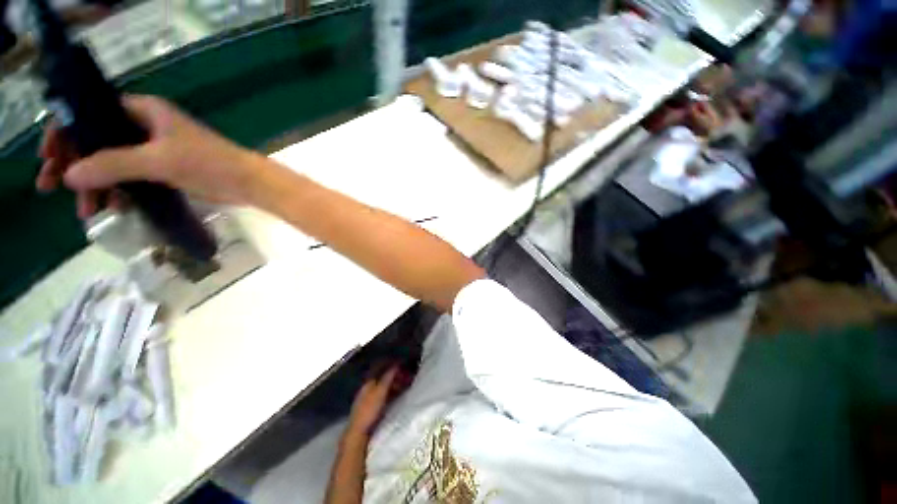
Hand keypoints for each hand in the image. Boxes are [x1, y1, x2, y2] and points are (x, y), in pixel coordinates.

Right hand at [37, 95, 267, 217]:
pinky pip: (130, 178)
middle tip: (49, 188)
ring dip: (95, 185)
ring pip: (111, 163)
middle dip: (73, 163)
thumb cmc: (209, 164)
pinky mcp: (164, 169)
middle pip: (96, 140)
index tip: (47, 157)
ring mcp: (154, 149)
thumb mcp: (158, 160)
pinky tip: (112, 209)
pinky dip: (118, 192)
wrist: (249, 183)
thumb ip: (113, 165)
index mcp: (142, 111)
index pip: (90, 113)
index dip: (65, 132)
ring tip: (85, 211)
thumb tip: (70, 175)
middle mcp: (145, 126)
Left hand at [346, 366, 399, 438]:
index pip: (380, 367)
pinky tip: (397, 395)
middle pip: (382, 377)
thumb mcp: (380, 392)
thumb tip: (396, 364)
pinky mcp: (371, 407)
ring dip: (394, 383)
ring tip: (404, 384)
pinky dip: (391, 391)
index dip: (390, 364)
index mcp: (368, 382)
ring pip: (383, 385)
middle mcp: (367, 387)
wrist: (358, 433)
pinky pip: (384, 394)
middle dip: (394, 374)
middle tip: (406, 374)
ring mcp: (369, 397)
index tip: (401, 362)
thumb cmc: (369, 410)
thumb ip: (388, 378)